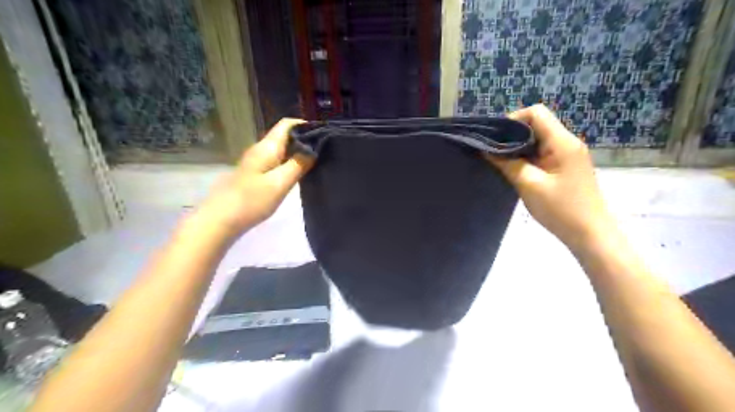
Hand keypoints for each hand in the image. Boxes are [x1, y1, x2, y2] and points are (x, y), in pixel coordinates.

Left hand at [191, 118, 312, 237]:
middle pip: (285, 136)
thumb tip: (314, 149)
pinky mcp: (256, 175)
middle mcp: (261, 150)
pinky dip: (290, 163)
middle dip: (305, 139)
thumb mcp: (280, 183)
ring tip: (318, 161)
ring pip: (281, 150)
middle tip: (325, 150)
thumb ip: (298, 164)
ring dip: (298, 152)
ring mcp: (257, 162)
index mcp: (267, 147)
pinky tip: (299, 173)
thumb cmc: (252, 200)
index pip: (287, 124)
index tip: (324, 134)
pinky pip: (277, 162)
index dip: (305, 125)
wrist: (221, 220)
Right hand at [486, 105, 614, 249]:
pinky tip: (515, 169)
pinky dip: (527, 157)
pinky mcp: (565, 167)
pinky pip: (542, 153)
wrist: (590, 234)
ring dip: (518, 147)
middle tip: (492, 150)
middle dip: (512, 134)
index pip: (536, 113)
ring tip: (500, 160)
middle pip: (537, 124)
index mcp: (562, 142)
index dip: (513, 119)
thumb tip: (486, 150)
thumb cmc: (561, 209)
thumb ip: (507, 164)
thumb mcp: (529, 185)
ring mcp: (567, 155)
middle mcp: (567, 142)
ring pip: (538, 139)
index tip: (494, 137)